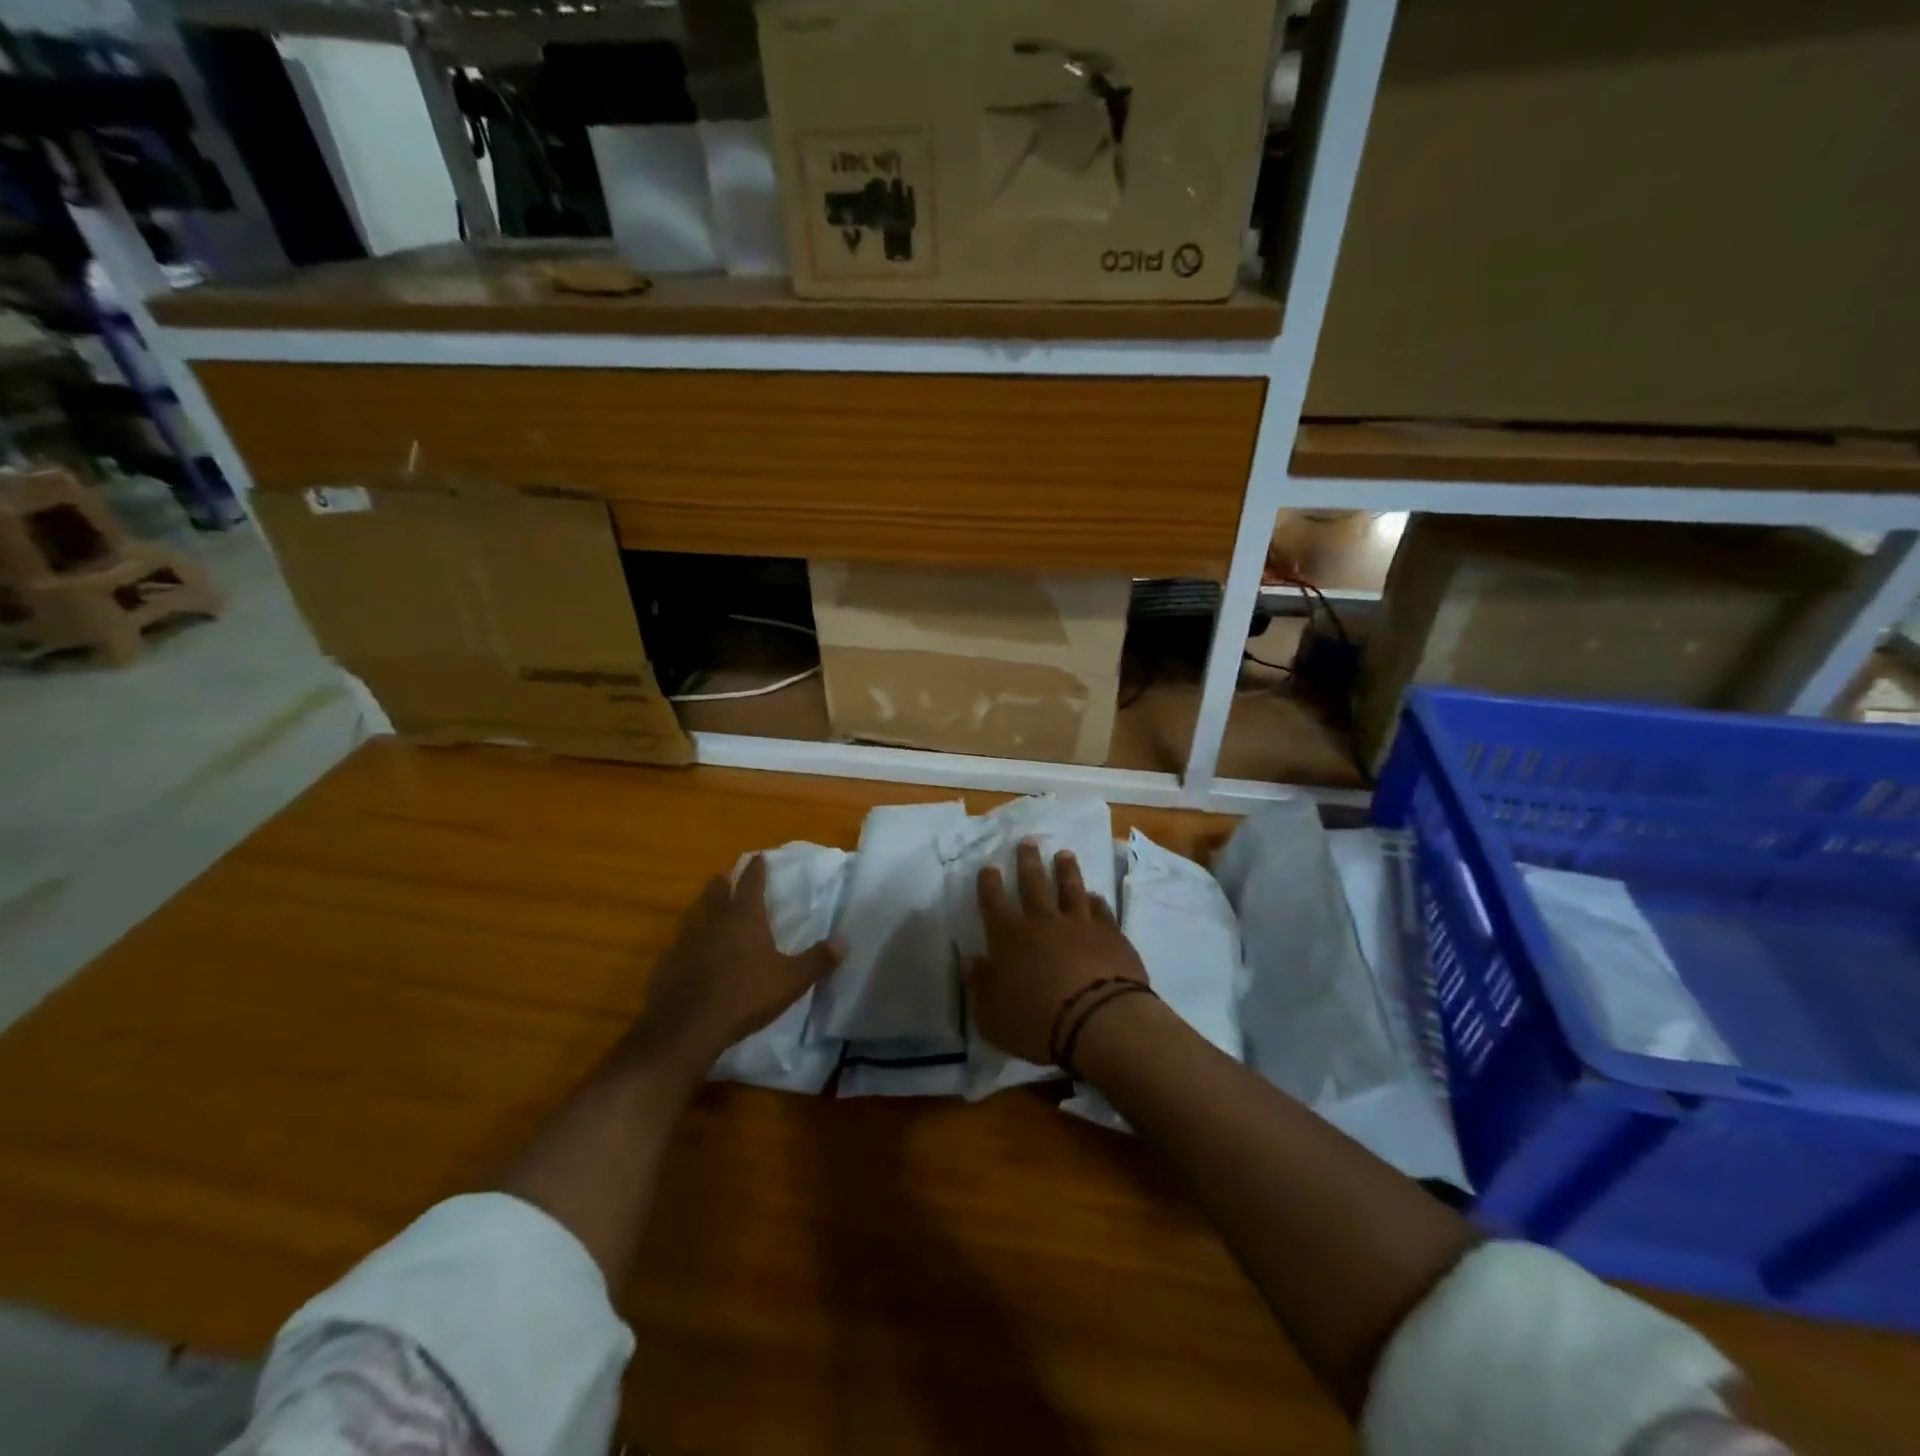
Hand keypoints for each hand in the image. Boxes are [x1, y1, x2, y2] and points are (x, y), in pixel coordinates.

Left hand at [623, 855, 841, 1074]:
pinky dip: (689, 941)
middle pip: (717, 891)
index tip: (758, 856)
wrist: (687, 1028)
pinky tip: (692, 952)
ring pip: (695, 913)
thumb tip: (844, 942)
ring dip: (704, 906)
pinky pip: (680, 943)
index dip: (756, 869)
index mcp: (744, 917)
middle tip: (728, 875)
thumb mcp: (791, 980)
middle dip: (724, 881)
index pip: (751, 883)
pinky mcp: (668, 964)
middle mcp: (714, 921)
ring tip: (710, 907)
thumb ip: (817, 961)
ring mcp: (686, 941)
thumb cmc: (745, 996)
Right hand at [967, 839, 1146, 1065]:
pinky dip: (1096, 901)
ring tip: (1064, 854)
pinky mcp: (1111, 935)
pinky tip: (1095, 896)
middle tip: (1027, 841)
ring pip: (1070, 888)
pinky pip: (1101, 910)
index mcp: (1009, 937)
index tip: (989, 867)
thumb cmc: (1036, 1022)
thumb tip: (970, 962)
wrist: (1099, 1020)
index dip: (989, 883)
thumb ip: (980, 986)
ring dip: (1065, 870)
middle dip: (1027, 861)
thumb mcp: (992, 1015)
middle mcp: (1042, 922)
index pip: (993, 902)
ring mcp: (1080, 924)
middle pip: (1033, 883)